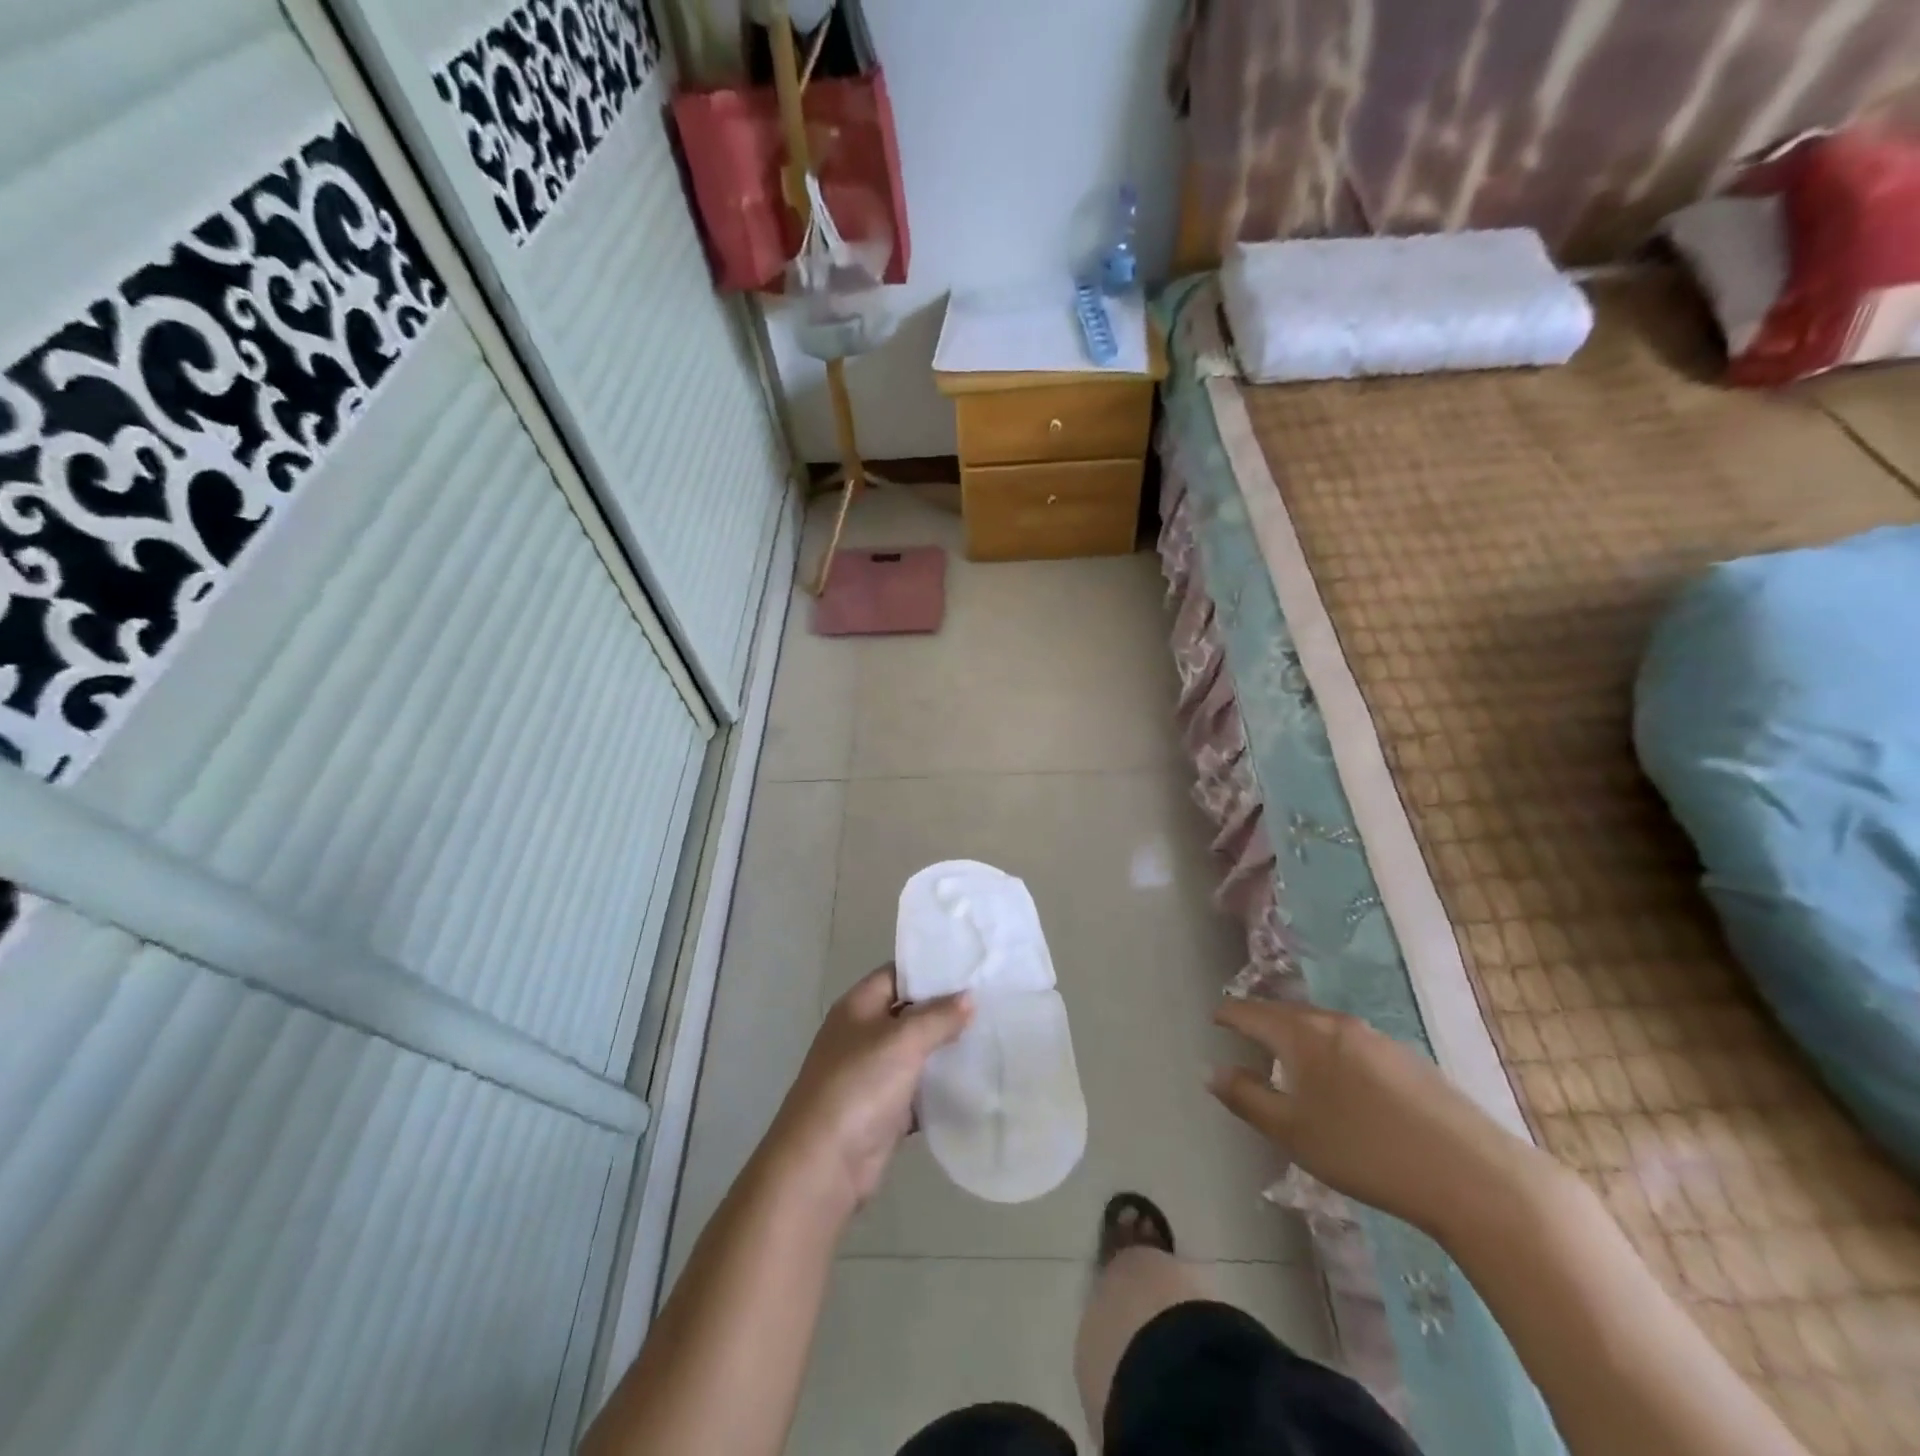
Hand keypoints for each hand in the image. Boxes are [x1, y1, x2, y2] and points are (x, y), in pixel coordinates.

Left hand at [765, 966, 971, 1220]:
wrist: (824, 1165)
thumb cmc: (859, 1086)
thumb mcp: (902, 1041)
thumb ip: (938, 1017)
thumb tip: (968, 996)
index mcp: (858, 1007)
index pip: (897, 974)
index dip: (930, 970)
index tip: (970, 968)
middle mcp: (863, 1035)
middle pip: (909, 1013)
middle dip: (945, 1010)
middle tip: (991, 1002)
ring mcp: (872, 1074)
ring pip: (916, 1053)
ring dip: (946, 1050)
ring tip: (992, 1036)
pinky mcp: (884, 1111)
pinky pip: (919, 1091)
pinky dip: (941, 1089)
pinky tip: (975, 1082)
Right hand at [1209, 1000, 1541, 1238]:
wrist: (1473, 1175)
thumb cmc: (1365, 1151)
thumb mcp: (1293, 1132)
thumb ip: (1247, 1098)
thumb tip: (1212, 1071)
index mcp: (1303, 1034)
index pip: (1251, 1012)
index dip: (1228, 1014)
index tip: (1213, 1017)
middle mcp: (1337, 1024)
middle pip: (1287, 1013)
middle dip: (1262, 1021)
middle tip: (1244, 1034)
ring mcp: (1377, 1039)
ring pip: (1322, 1026)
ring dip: (1298, 1036)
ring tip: (1288, 1057)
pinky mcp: (1408, 1060)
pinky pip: (1351, 1043)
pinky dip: (1330, 1051)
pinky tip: (1340, 1082)